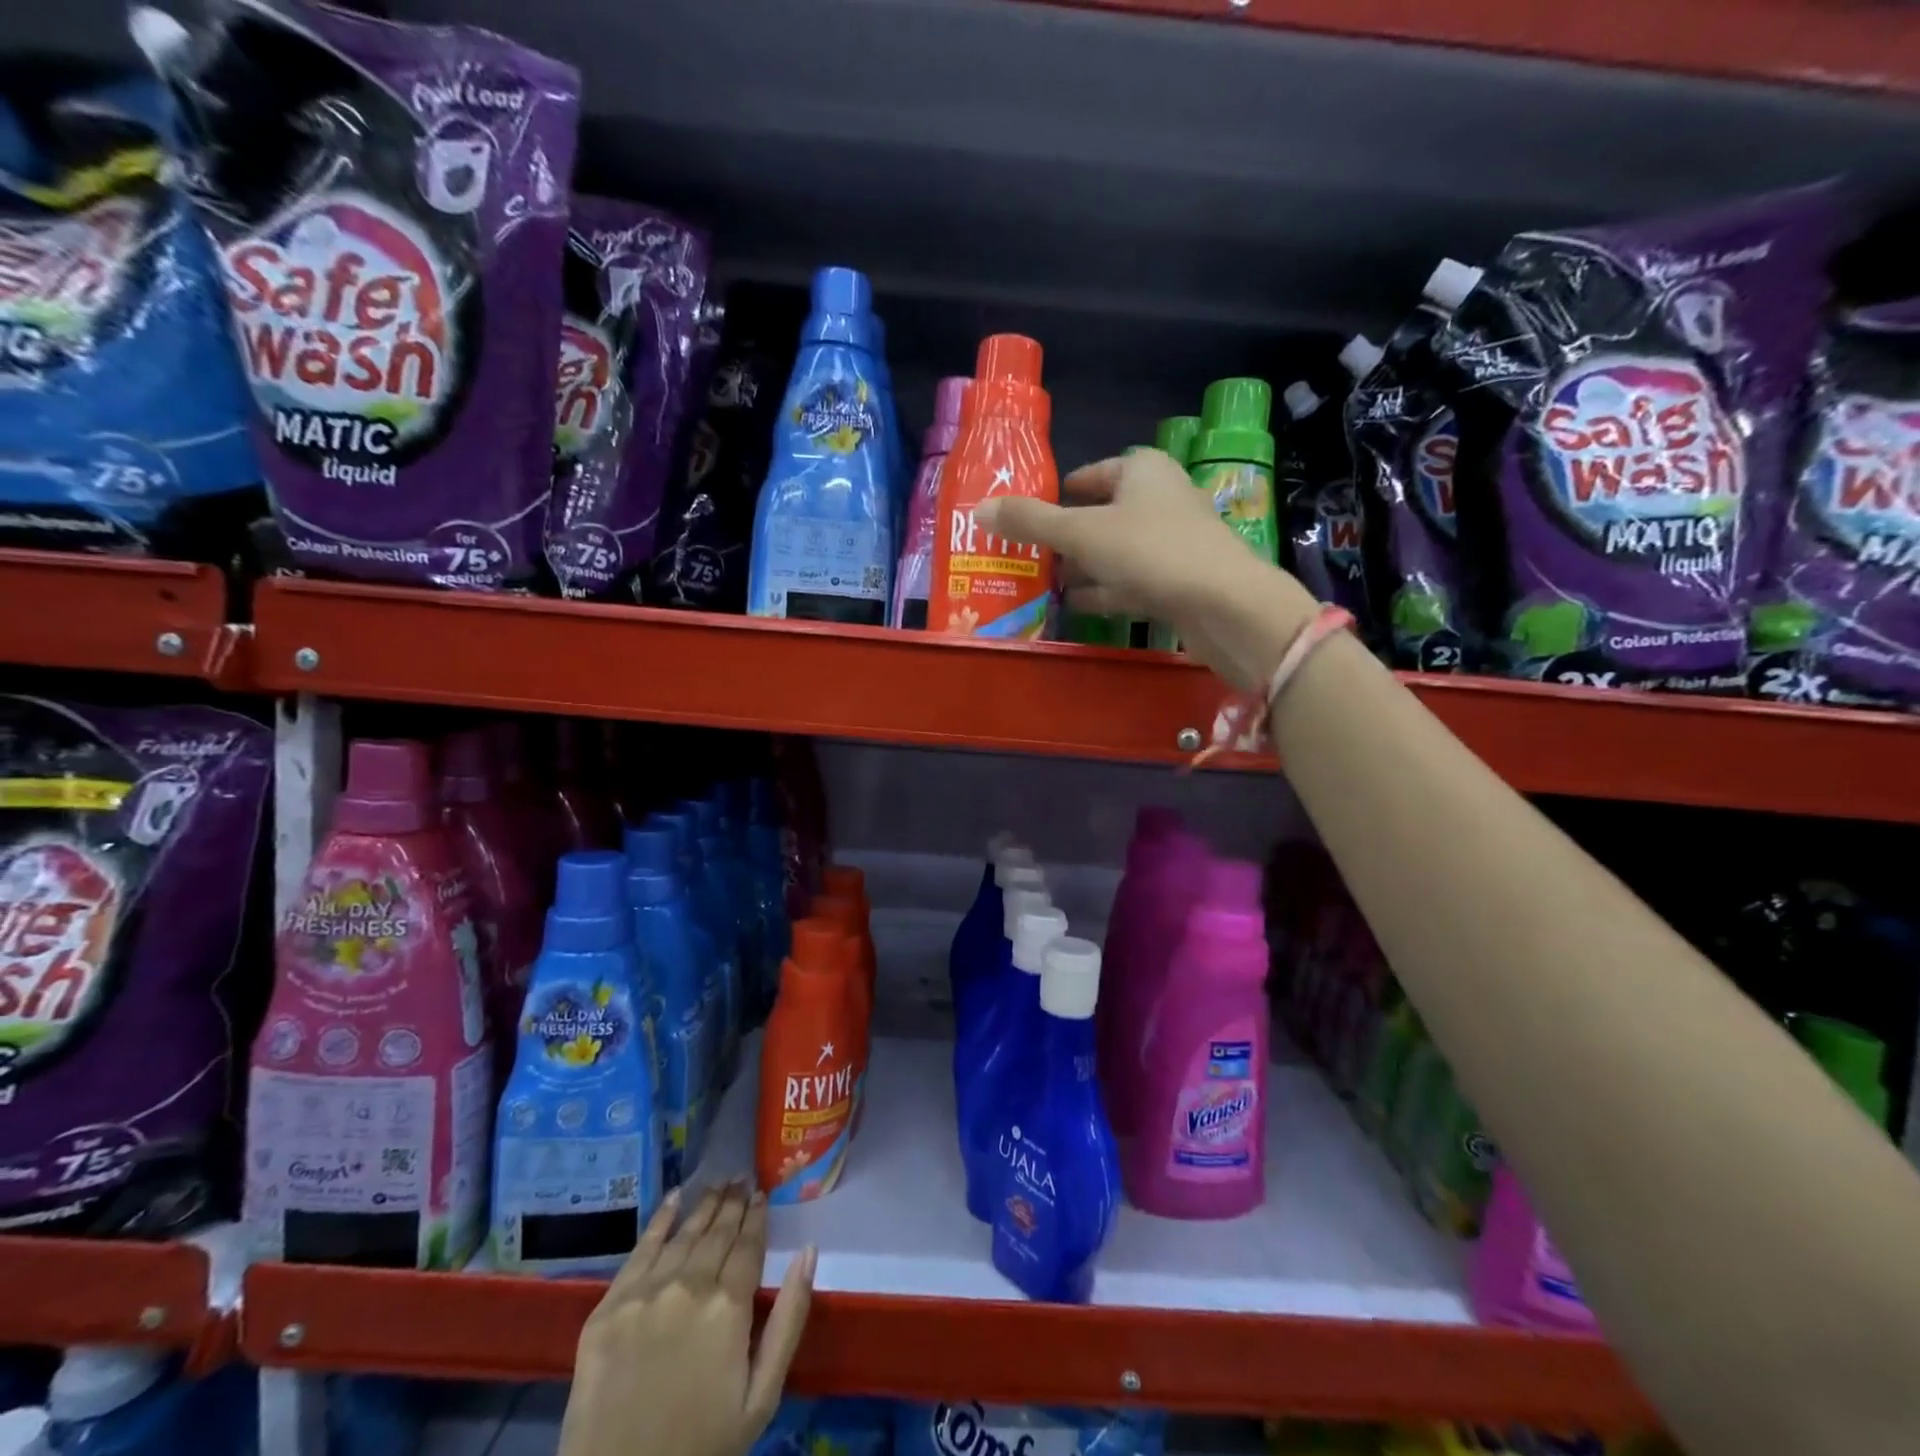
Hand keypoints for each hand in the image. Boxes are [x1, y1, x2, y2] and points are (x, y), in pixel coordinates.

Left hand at [559, 1184, 817, 1455]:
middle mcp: (688, 1286)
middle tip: (742, 1179)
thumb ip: (789, 1318)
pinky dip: (659, 1220)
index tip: (762, 1194)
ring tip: (719, 1184)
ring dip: (704, 1205)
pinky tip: (673, 1198)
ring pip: (683, 1234)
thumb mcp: (762, 1396)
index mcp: (729, 1306)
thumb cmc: (702, 1446)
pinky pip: (639, 1251)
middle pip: (717, 1233)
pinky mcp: (608, 1308)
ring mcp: (644, 1293)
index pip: (749, 1245)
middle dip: (733, 1203)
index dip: (757, 1217)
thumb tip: (810, 1252)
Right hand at [975, 450, 1315, 692]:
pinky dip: (1105, 590)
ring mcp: (1174, 541)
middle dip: (1066, 537)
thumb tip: (979, 508)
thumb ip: (1031, 521)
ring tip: (1045, 584)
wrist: (1225, 604)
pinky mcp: (1180, 579)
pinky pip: (1132, 579)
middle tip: (1027, 557)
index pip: (1089, 475)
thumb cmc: (1151, 551)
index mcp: (1141, 471)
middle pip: (1102, 514)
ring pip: (1116, 550)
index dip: (1057, 494)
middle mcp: (1161, 498)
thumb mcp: (1081, 533)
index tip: (1025, 517)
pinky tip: (1077, 606)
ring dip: (1083, 567)